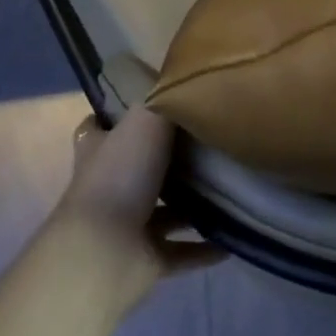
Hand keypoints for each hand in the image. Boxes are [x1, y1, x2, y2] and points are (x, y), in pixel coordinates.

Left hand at [51, 108, 221, 312]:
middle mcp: (111, 185)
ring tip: (233, 186)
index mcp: (101, 150)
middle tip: (212, 140)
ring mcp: (128, 225)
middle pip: (140, 166)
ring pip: (165, 211)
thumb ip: (166, 99)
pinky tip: (234, 238)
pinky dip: (206, 248)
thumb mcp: (146, 118)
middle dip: (170, 158)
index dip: (119, 114)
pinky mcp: (146, 259)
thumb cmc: (121, 176)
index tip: (154, 104)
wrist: (104, 252)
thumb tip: (186, 76)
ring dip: (193, 204)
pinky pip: (182, 251)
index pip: (101, 126)